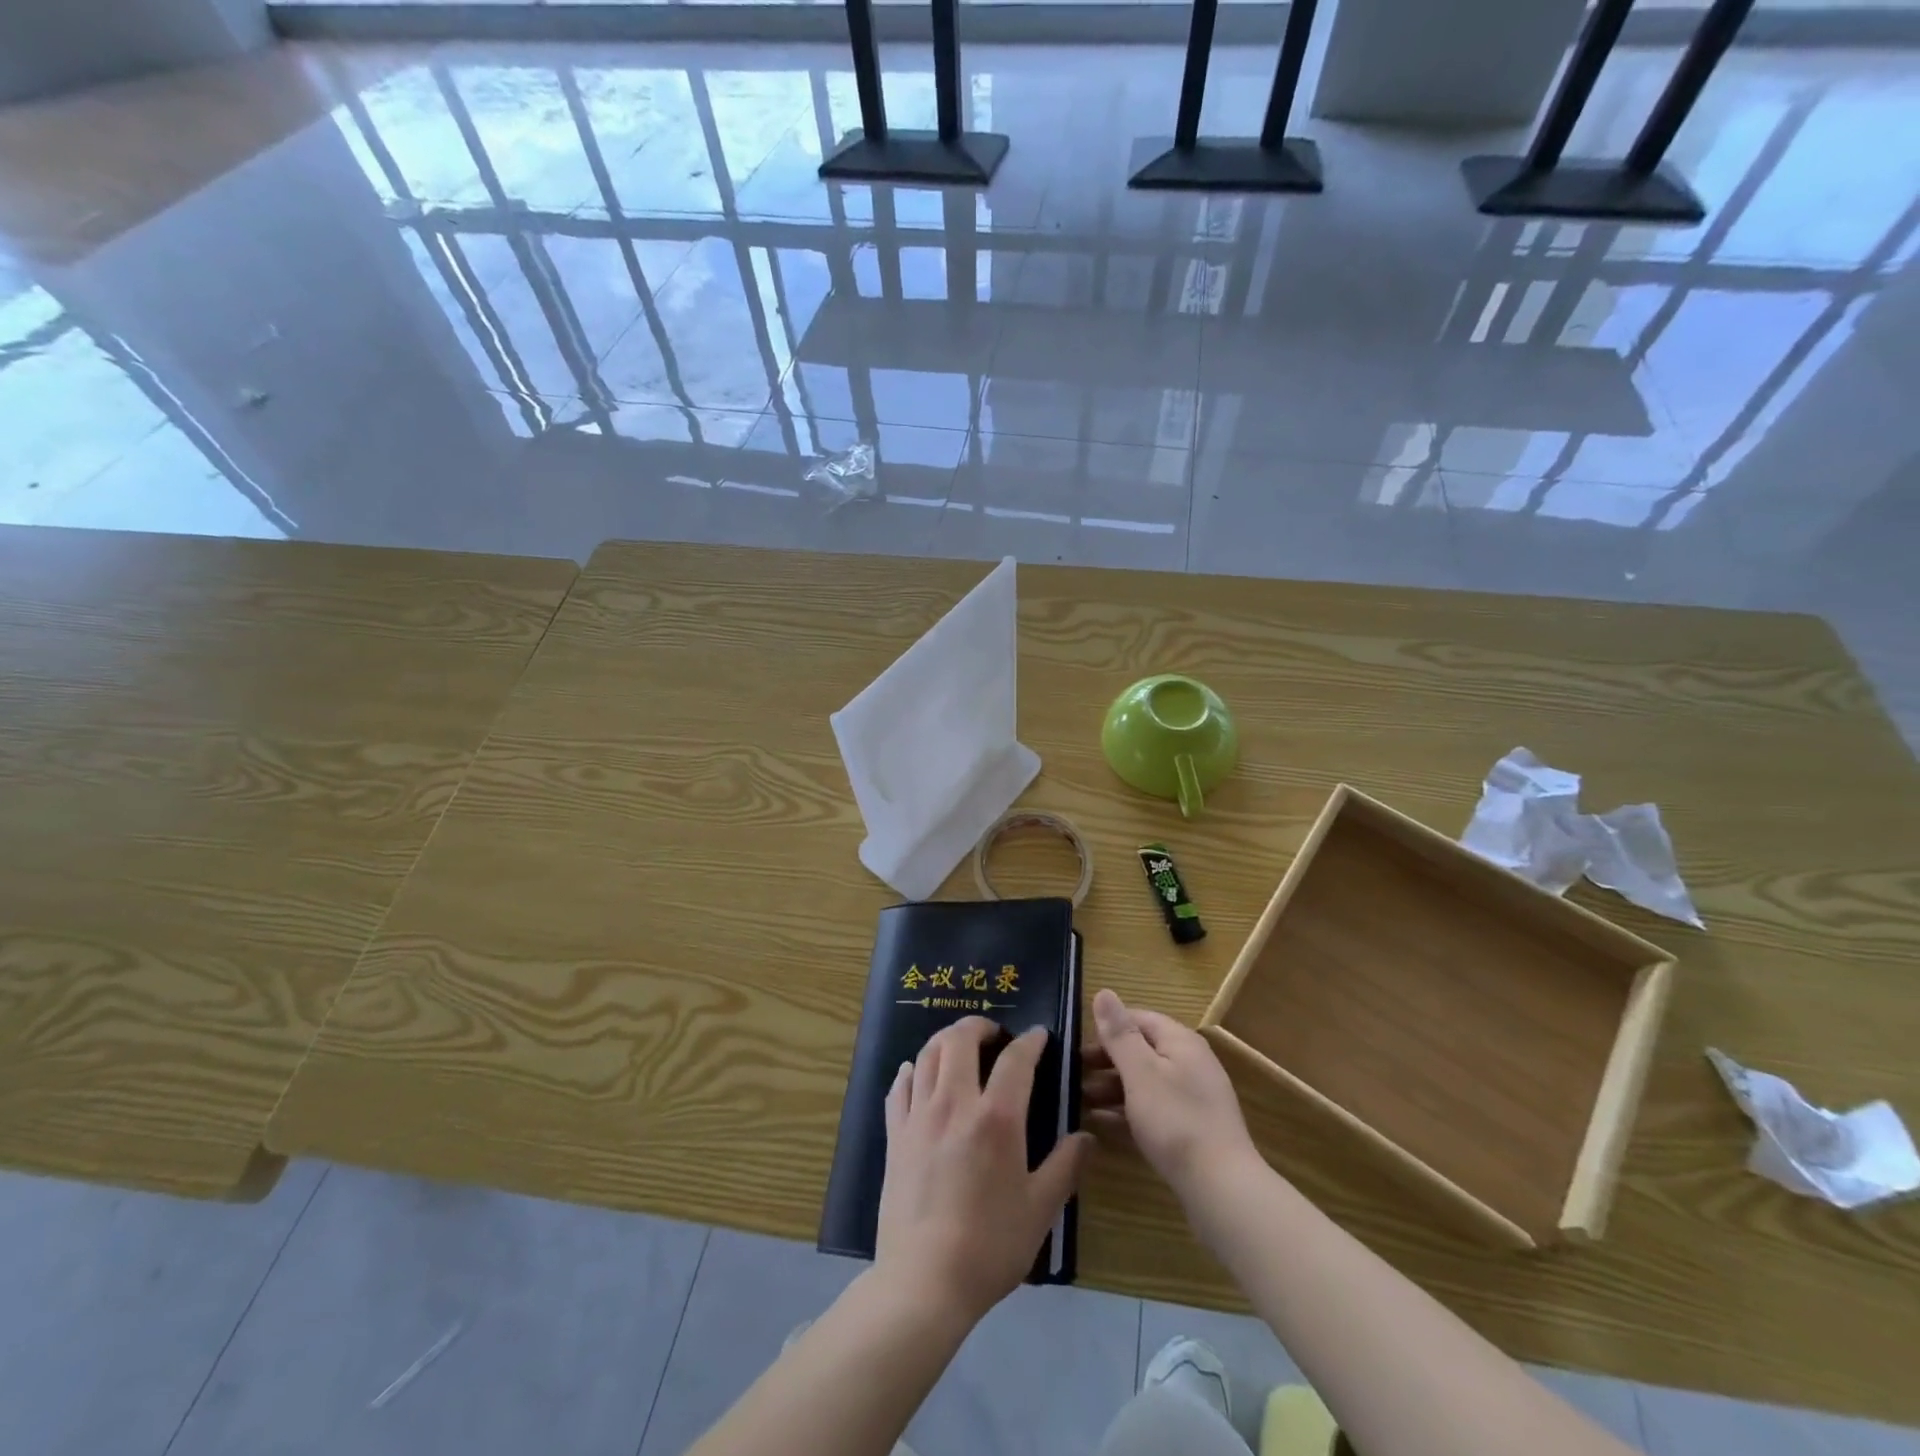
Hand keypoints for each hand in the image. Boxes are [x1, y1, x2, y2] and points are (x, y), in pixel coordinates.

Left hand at [876, 1017, 1093, 1325]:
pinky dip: (912, 1071)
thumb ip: (1065, 1167)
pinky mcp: (895, 1135)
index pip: (1015, 1059)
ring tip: (959, 1048)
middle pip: (959, 1039)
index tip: (1039, 1035)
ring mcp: (919, 1116)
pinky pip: (899, 1087)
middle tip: (994, 1034)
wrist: (924, 1281)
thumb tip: (1086, 1138)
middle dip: (979, 1025)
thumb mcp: (1040, 1210)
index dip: (1030, 1041)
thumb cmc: (989, 1245)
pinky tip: (917, 1075)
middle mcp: (954, 1103)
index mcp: (996, 1117)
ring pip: (927, 1054)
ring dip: (945, 1040)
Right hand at [1083, 989, 1260, 1197]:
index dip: (1107, 1028)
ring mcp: (1192, 1099)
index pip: (1138, 1019)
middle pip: (1141, 1051)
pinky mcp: (1191, 1130)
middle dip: (1106, 1061)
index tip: (1078, 1045)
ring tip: (1079, 1101)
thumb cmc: (1175, 1120)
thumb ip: (1120, 1034)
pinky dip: (1126, 1113)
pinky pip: (1152, 1111)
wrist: (1221, 1188)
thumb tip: (1104, 991)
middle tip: (1073, 1075)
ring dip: (1112, 1088)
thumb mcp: (1140, 1072)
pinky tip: (1100, 1124)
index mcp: (1180, 1042)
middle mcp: (1189, 1064)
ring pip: (1144, 1083)